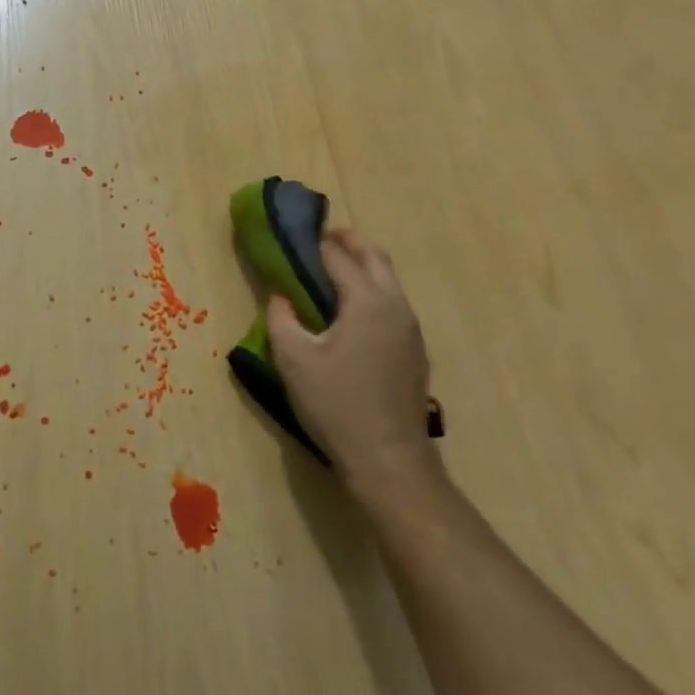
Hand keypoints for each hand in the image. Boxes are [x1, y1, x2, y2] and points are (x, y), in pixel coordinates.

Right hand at [266, 227, 440, 495]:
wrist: (389, 460)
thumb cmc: (336, 405)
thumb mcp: (293, 359)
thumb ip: (281, 317)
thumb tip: (280, 294)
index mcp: (368, 301)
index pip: (339, 256)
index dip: (315, 242)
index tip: (294, 234)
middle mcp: (396, 306)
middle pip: (375, 257)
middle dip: (347, 242)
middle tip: (318, 240)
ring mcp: (411, 329)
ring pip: (388, 279)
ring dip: (362, 265)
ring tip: (330, 272)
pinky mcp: (415, 350)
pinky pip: (393, 303)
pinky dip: (372, 290)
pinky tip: (349, 311)